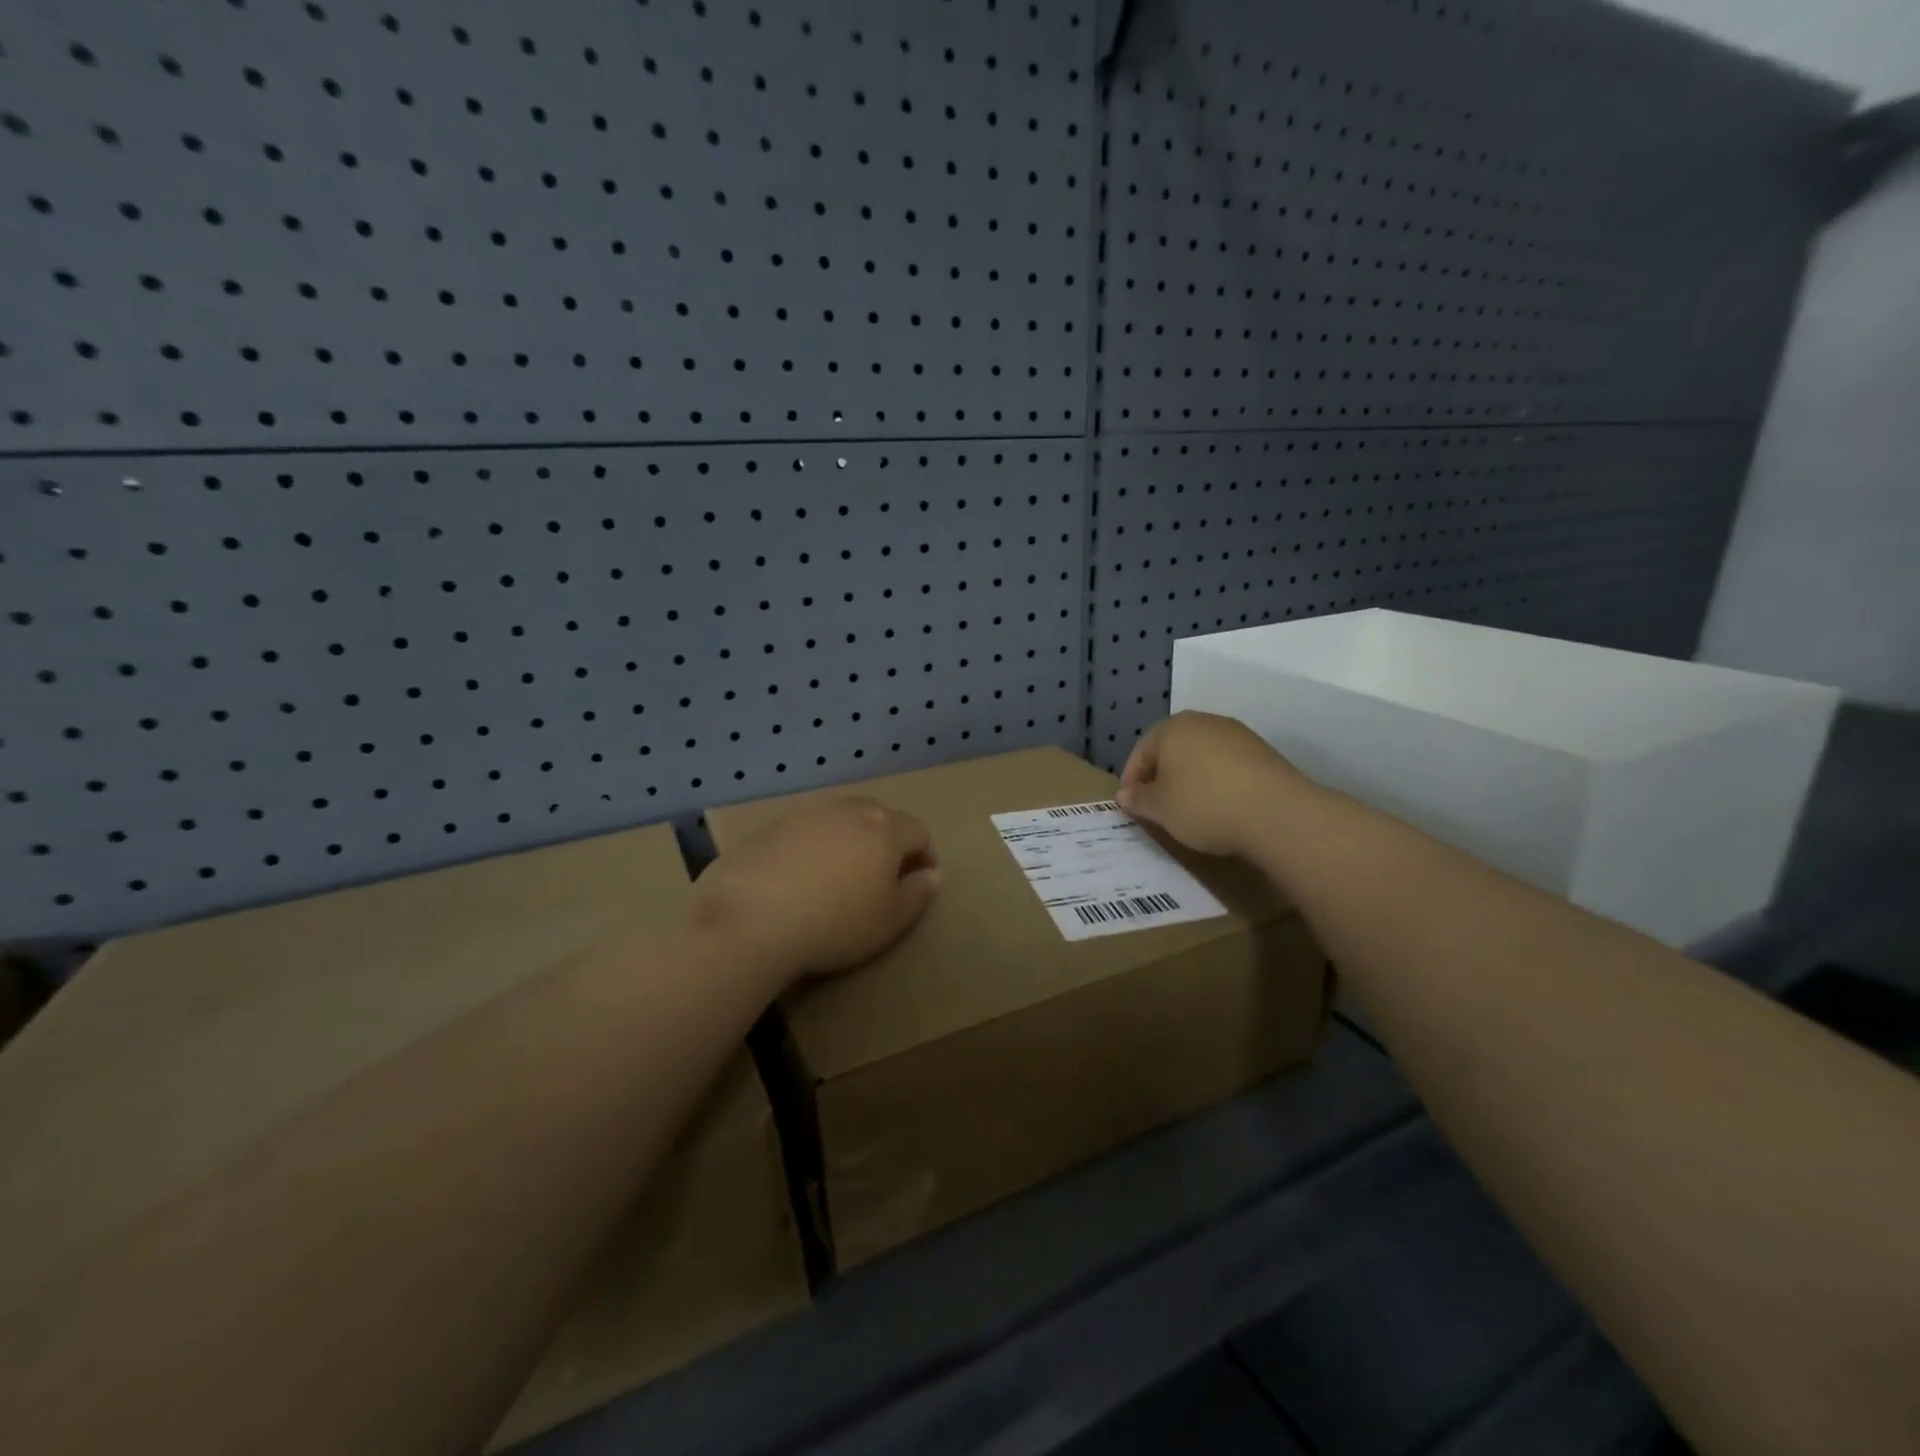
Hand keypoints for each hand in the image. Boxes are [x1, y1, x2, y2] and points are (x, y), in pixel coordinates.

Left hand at [692, 798, 941, 981]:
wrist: (750, 920)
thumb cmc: (834, 924)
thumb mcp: (890, 921)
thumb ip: (918, 894)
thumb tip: (933, 874)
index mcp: (884, 828)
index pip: (919, 831)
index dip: (925, 856)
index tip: (919, 884)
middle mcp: (848, 810)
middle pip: (880, 816)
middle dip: (888, 842)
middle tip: (881, 878)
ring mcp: (807, 814)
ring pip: (841, 820)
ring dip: (850, 841)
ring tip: (839, 878)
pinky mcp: (771, 827)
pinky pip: (806, 831)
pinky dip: (814, 848)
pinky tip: (800, 880)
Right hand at [1117, 711, 1304, 857]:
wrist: (1276, 812)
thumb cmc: (1203, 804)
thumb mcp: (1160, 808)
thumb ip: (1138, 799)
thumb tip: (1124, 794)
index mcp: (1171, 727)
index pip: (1141, 752)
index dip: (1131, 779)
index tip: (1131, 806)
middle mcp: (1204, 721)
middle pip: (1172, 749)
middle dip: (1162, 776)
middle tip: (1158, 806)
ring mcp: (1237, 735)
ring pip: (1202, 756)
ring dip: (1191, 779)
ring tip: (1190, 810)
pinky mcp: (1263, 753)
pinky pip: (1228, 766)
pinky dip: (1218, 783)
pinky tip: (1221, 807)